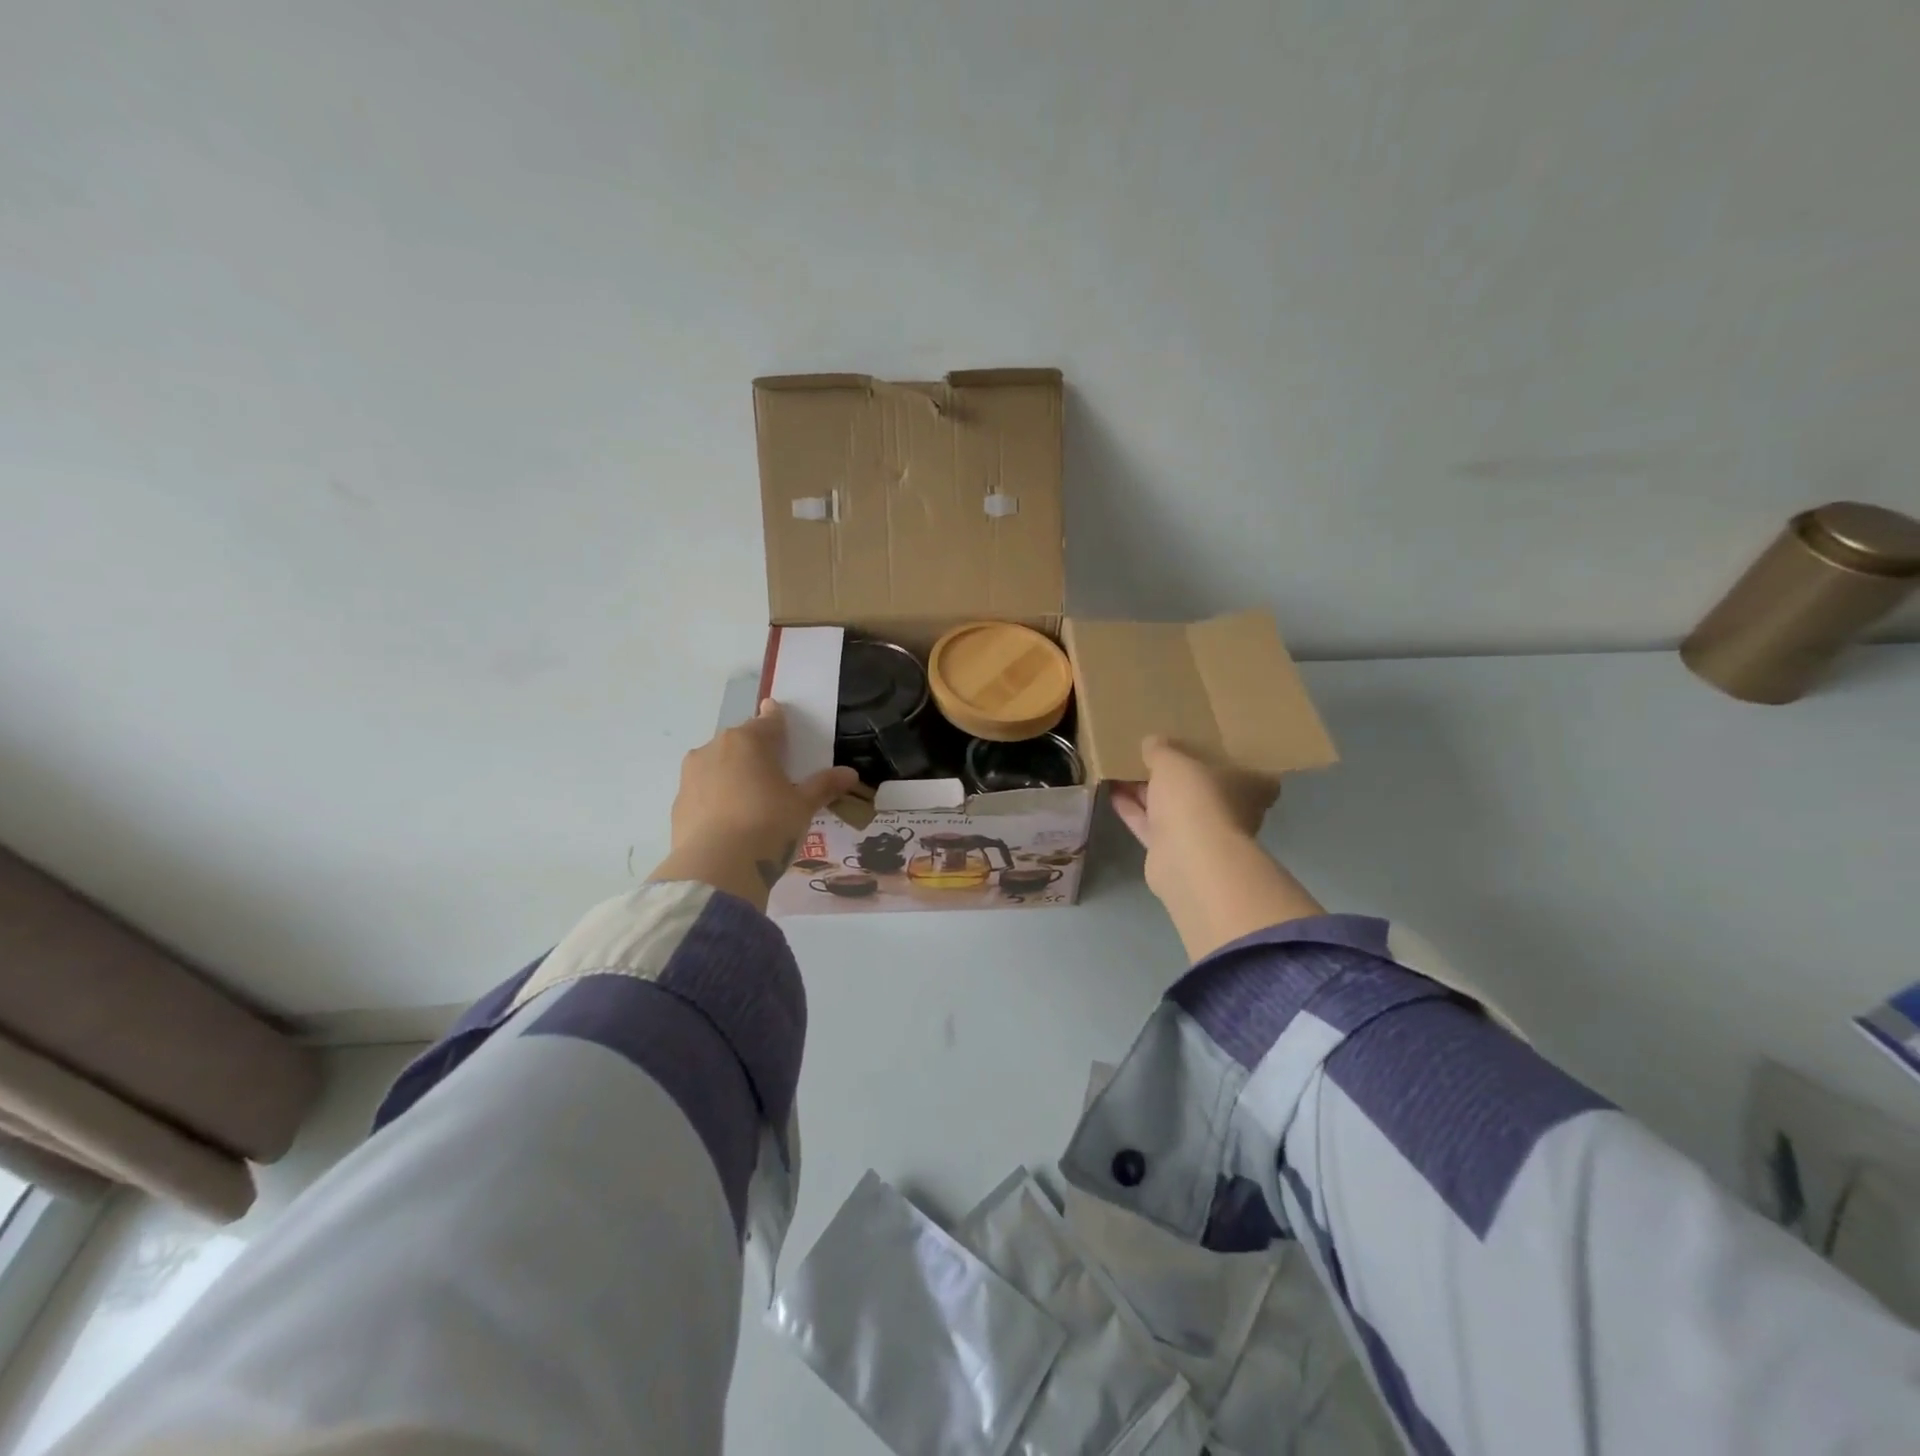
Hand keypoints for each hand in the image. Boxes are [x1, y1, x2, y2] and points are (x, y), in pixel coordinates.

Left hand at [652, 701, 858, 908]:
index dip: (777, 719)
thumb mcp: (803, 806)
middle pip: (741, 742)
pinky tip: (729, 820)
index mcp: (749, 741)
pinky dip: (716, 798)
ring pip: (718, 765)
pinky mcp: (678, 802)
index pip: (769, 721)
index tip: (778, 714)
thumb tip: (850, 774)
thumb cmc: (768, 825)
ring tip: (750, 798)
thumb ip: (824, 786)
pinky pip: (704, 791)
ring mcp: (692, 775)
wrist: (716, 868)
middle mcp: (715, 748)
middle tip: (773, 770)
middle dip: (756, 750)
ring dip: (733, 773)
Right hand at [1110, 737, 1279, 894]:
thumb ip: (1161, 749)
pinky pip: (1150, 824)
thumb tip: (1152, 742)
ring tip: (1121, 768)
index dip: (1214, 752)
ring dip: (1147, 790)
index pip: (1237, 764)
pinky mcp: (1172, 851)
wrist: (1188, 860)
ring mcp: (1201, 833)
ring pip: (1171, 805)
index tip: (1191, 740)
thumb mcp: (1174, 760)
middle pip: (1198, 786)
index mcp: (1247, 785)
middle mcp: (1229, 810)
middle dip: (1172, 772)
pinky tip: (1112, 792)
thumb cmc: (1196, 798)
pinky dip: (1133, 810)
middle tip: (1147, 752)